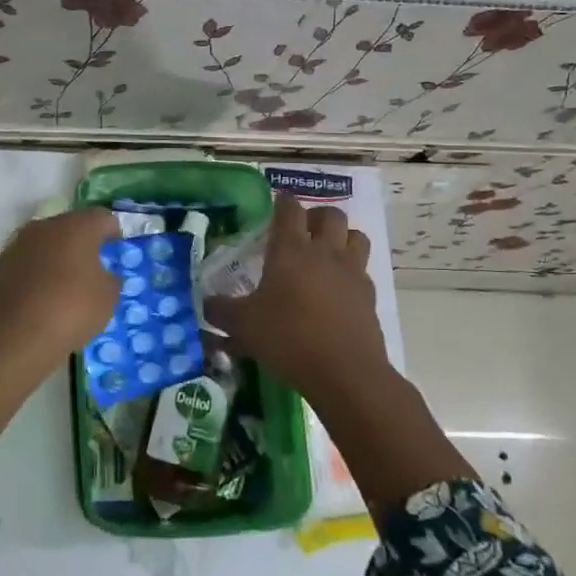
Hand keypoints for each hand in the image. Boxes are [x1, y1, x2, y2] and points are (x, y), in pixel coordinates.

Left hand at [0, 208, 120, 438]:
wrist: (13, 337)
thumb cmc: (71, 310)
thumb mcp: (107, 299)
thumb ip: (110, 281)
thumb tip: (103, 275)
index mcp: (76, 226)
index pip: (101, 218)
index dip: (112, 231)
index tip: (117, 246)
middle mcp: (45, 227)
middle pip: (70, 227)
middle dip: (83, 243)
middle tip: (94, 265)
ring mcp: (18, 245)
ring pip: (46, 245)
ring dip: (58, 258)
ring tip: (68, 284)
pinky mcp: (0, 267)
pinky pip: (28, 264)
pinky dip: (39, 275)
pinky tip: (44, 298)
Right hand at [207, 193, 473, 505]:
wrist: (345, 373)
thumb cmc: (287, 338)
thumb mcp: (242, 326)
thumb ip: (221, 311)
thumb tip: (207, 304)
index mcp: (291, 250)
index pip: (289, 209)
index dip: (282, 202)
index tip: (276, 204)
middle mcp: (325, 253)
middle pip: (331, 215)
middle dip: (316, 216)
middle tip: (301, 231)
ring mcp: (352, 274)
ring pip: (356, 237)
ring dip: (342, 238)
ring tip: (326, 254)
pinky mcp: (369, 298)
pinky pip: (362, 272)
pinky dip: (351, 273)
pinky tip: (337, 291)